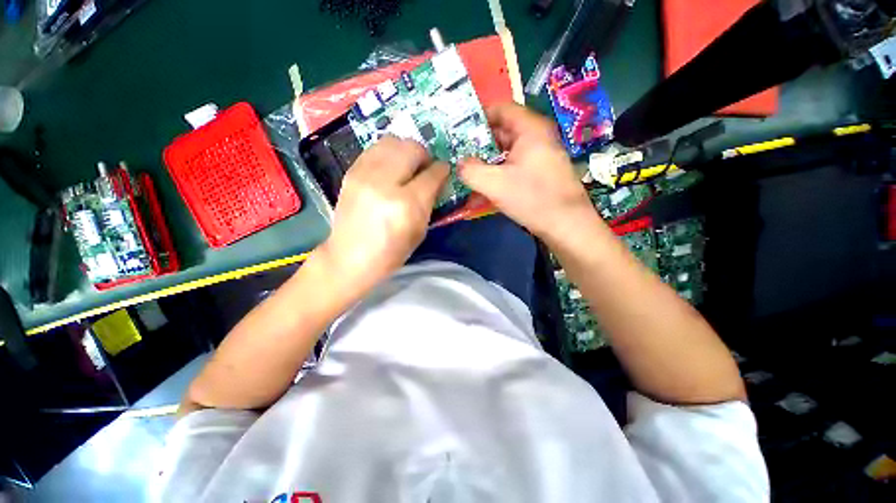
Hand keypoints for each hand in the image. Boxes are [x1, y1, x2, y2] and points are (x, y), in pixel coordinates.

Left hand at [317, 136, 448, 293]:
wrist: (350, 258)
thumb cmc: (390, 252)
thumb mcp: (420, 231)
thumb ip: (430, 201)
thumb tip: (437, 179)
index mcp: (406, 204)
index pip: (432, 174)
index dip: (442, 170)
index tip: (444, 171)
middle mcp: (384, 183)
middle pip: (411, 148)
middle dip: (425, 155)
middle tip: (425, 168)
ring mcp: (364, 174)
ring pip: (392, 141)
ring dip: (406, 150)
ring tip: (407, 166)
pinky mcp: (351, 172)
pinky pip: (375, 149)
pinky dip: (388, 154)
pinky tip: (390, 169)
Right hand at [459, 103, 593, 240]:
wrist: (566, 225)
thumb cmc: (532, 198)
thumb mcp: (495, 184)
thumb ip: (471, 171)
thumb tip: (458, 164)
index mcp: (530, 129)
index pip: (501, 108)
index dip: (478, 117)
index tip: (458, 130)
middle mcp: (537, 137)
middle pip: (502, 130)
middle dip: (478, 142)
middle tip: (458, 153)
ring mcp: (540, 155)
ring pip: (507, 151)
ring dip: (487, 160)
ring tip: (467, 170)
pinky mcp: (539, 172)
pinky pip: (514, 165)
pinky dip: (498, 172)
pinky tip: (484, 186)